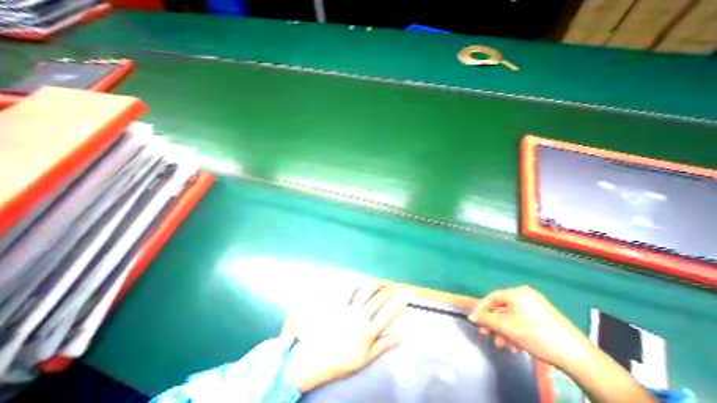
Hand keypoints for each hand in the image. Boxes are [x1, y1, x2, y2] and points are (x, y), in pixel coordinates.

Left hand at [286, 285, 407, 392]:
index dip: (398, 305)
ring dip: (375, 285)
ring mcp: (350, 310)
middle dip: (388, 291)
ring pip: (365, 292)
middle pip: (378, 300)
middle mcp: (361, 317)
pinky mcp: (339, 305)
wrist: (320, 358)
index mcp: (369, 332)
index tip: (404, 298)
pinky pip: (349, 291)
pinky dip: (356, 284)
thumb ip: (382, 346)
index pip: (388, 315)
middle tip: (393, 287)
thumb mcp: (366, 358)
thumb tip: (398, 337)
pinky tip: (362, 281)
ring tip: (380, 282)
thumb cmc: (345, 359)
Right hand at [468, 286, 590, 371]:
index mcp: (516, 293)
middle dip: (493, 323)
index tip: (475, 320)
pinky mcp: (546, 319)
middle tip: (486, 335)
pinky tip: (517, 348)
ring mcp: (537, 307)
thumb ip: (486, 319)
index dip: (481, 309)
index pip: (492, 297)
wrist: (579, 357)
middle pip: (502, 308)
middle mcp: (526, 296)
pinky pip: (524, 322)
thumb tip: (471, 316)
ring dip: (504, 331)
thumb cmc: (535, 335)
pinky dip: (517, 333)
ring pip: (512, 318)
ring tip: (502, 346)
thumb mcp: (506, 327)